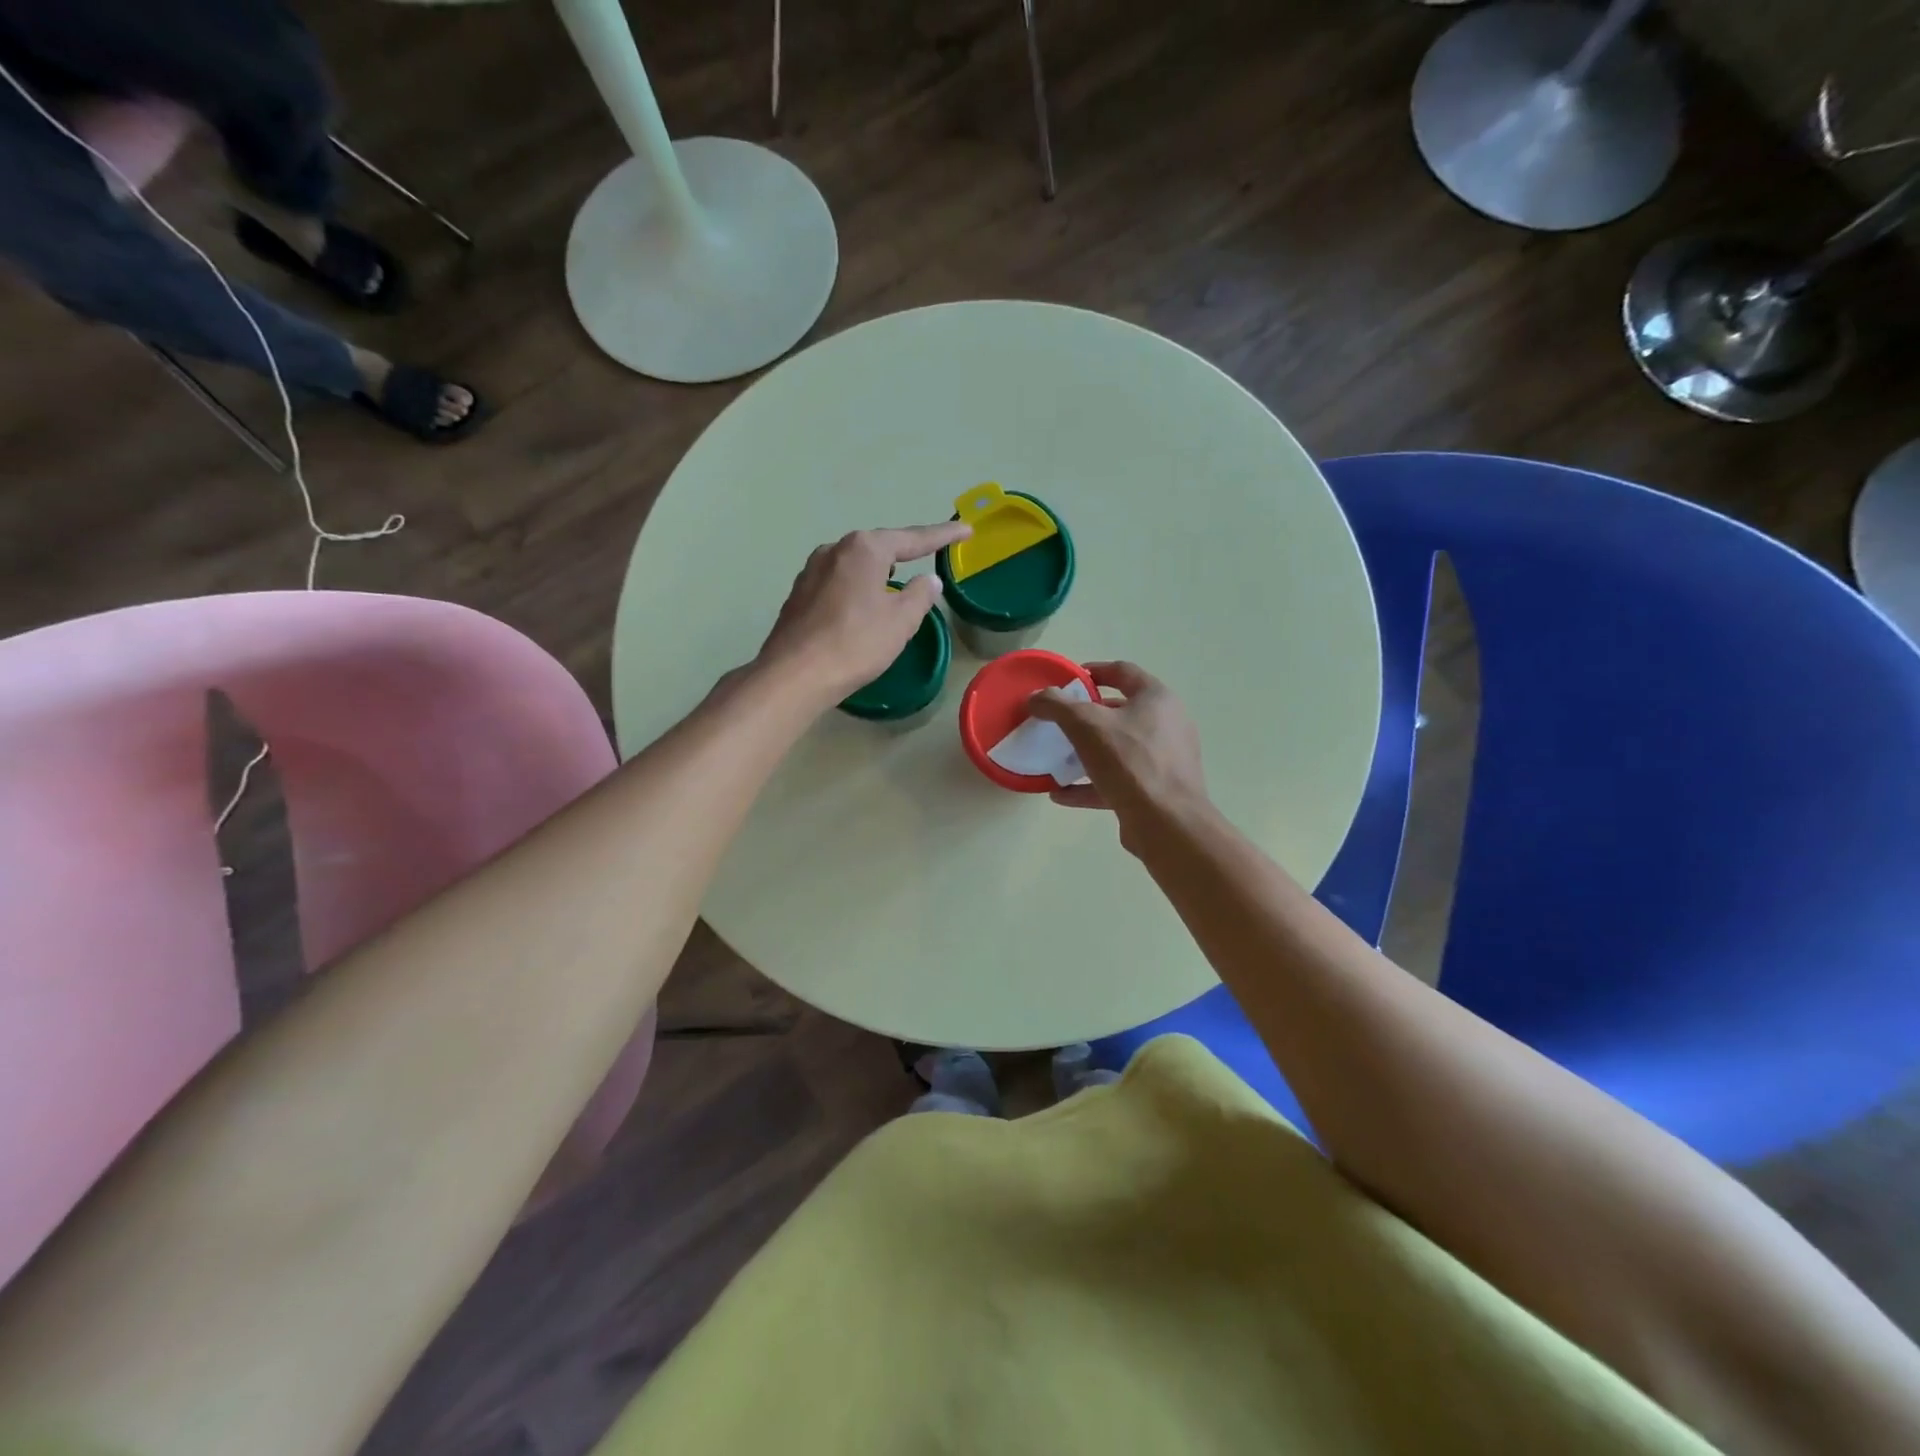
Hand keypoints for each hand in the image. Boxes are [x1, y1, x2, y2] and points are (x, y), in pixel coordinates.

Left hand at [755, 522, 971, 706]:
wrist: (794, 675)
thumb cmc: (855, 644)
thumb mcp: (900, 621)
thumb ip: (920, 595)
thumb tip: (928, 579)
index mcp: (864, 549)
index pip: (913, 538)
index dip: (942, 535)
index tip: (966, 530)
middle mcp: (835, 549)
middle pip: (880, 546)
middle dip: (906, 550)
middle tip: (931, 552)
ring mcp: (812, 570)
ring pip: (856, 564)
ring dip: (878, 569)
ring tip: (897, 578)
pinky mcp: (799, 594)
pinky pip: (839, 582)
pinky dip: (858, 587)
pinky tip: (862, 603)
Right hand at [1028, 662, 1209, 852]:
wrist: (1166, 823)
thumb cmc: (1129, 761)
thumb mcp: (1085, 725)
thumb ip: (1057, 706)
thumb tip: (1036, 697)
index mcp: (1157, 699)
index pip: (1123, 672)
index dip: (1094, 671)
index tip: (1068, 679)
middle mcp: (1167, 725)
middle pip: (1121, 712)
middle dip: (1088, 716)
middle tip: (1060, 721)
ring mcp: (1164, 760)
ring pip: (1119, 749)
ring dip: (1087, 752)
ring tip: (1057, 757)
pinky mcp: (1156, 791)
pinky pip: (1118, 781)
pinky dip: (1090, 784)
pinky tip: (1060, 794)